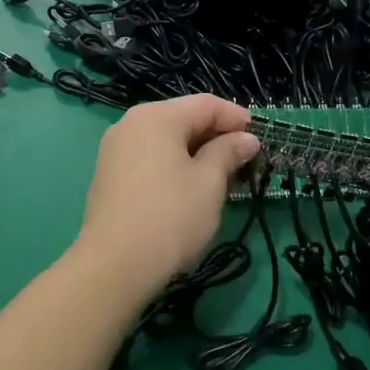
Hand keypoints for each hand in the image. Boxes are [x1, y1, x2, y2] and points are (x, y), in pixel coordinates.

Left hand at [74, 95, 259, 290]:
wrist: (114, 265)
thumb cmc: (170, 217)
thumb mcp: (209, 182)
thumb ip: (229, 152)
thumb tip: (246, 139)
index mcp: (156, 116)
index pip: (205, 104)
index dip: (236, 118)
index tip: (260, 139)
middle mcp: (130, 124)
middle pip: (183, 119)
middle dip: (216, 137)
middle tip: (245, 162)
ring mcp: (115, 149)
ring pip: (166, 140)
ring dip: (197, 153)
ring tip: (223, 179)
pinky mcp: (109, 175)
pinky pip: (150, 158)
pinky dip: (174, 165)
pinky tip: (190, 189)